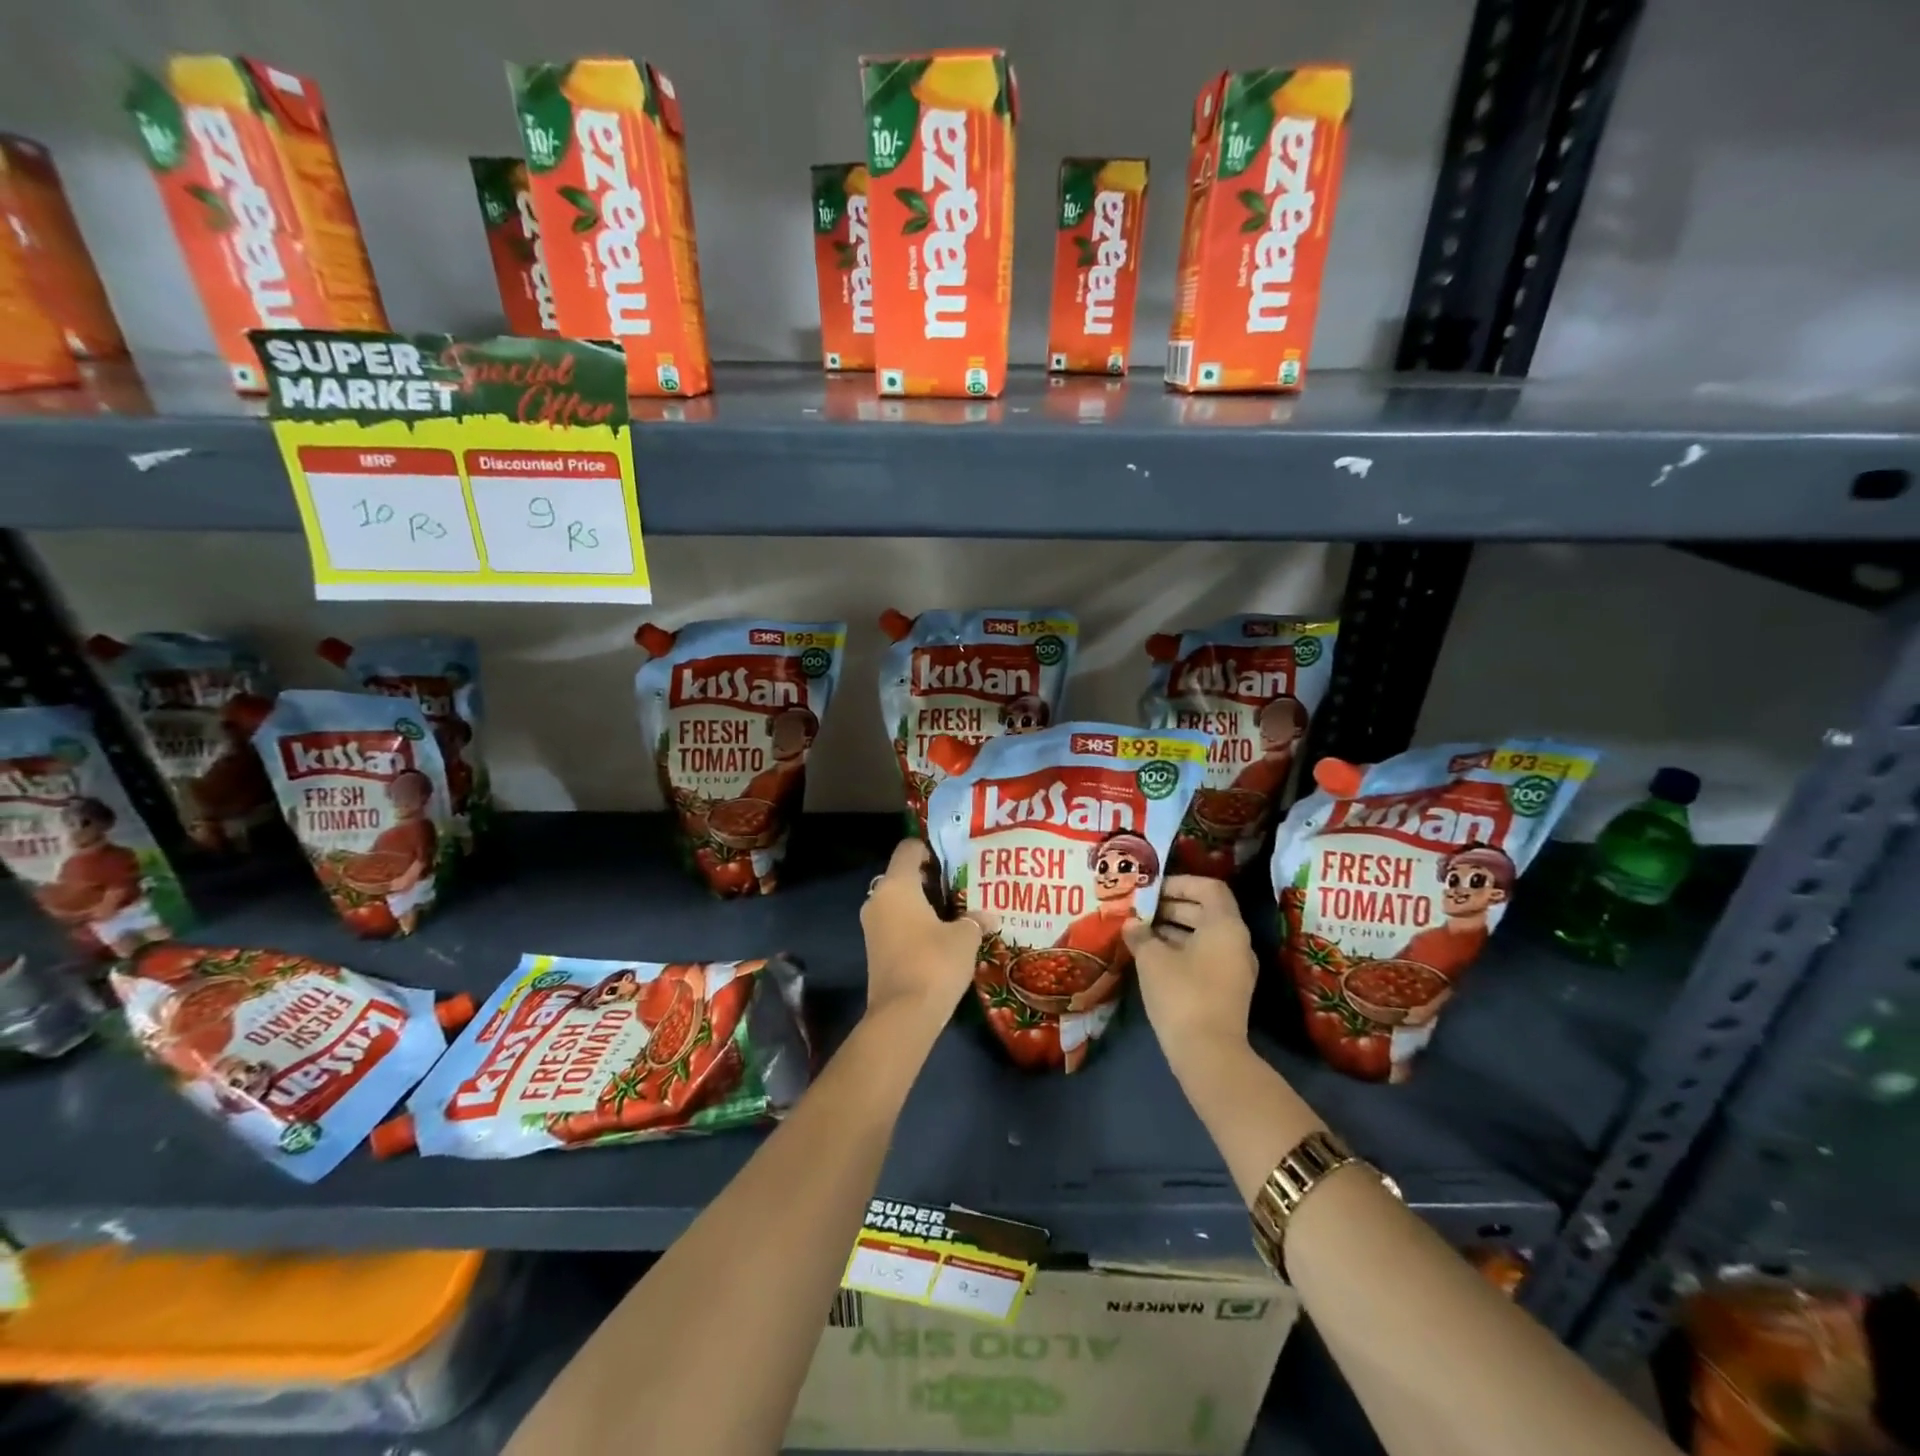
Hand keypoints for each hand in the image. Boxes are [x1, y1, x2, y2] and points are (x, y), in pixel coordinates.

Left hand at [860, 839, 982, 1035]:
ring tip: (954, 911)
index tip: (953, 857)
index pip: (909, 849)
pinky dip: (914, 924)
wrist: (903, 1015)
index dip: (930, 848)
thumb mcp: (965, 938)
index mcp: (897, 885)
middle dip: (930, 878)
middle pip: (902, 875)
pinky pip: (895, 924)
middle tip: (960, 884)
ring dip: (922, 904)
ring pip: (898, 902)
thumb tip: (989, 915)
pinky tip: (940, 936)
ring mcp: (872, 926)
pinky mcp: (874, 950)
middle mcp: (878, 899)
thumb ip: (975, 919)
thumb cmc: (934, 962)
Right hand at [1125, 875, 1257, 1079]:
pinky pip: (1205, 957)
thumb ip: (1140, 934)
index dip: (1180, 883)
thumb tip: (1131, 924)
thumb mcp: (1152, 959)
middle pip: (1206, 910)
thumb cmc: (1181, 993)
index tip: (1152, 890)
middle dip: (1172, 906)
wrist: (1209, 1053)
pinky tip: (1152, 958)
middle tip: (1140, 909)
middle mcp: (1237, 941)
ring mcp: (1235, 968)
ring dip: (1173, 929)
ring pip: (1204, 935)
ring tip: (1140, 932)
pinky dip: (1181, 950)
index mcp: (1225, 925)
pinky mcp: (1227, 989)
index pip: (1209, 887)